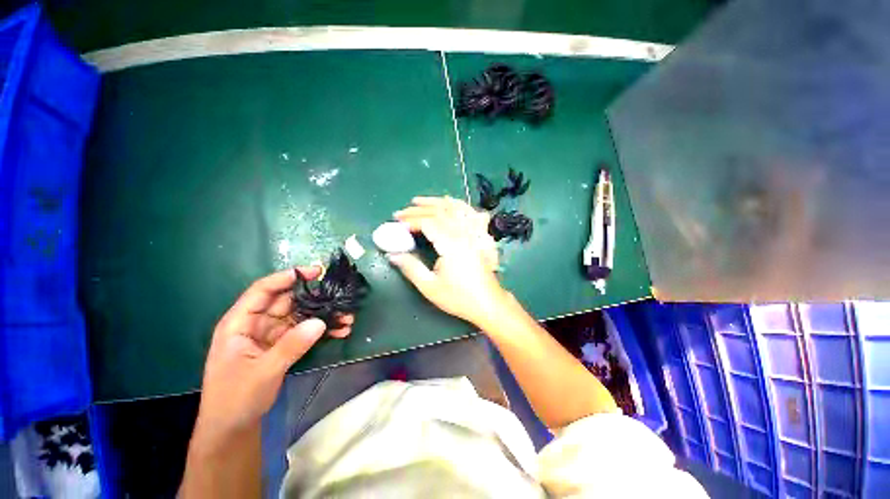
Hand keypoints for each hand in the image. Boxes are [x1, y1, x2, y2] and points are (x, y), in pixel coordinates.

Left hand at [194, 267, 353, 442]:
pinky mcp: (282, 345)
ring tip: (347, 318)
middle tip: (340, 297)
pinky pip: (305, 331)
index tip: (315, 272)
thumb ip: (291, 345)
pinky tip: (340, 331)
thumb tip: (321, 321)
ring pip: (300, 316)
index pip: (263, 290)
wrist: (233, 428)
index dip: (287, 277)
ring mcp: (271, 335)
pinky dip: (322, 331)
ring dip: (324, 316)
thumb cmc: (235, 398)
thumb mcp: (263, 372)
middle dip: (315, 299)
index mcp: (240, 323)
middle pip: (287, 302)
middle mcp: (256, 324)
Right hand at [390, 196, 508, 326]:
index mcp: (451, 244)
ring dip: (436, 202)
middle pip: (440, 212)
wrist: (487, 303)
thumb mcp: (430, 286)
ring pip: (455, 208)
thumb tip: (392, 255)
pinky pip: (469, 213)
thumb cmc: (458, 297)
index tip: (397, 222)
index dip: (411, 220)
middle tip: (401, 212)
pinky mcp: (479, 236)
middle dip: (418, 209)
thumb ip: (411, 268)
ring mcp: (474, 233)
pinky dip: (457, 205)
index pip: (428, 223)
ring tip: (420, 201)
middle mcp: (464, 233)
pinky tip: (450, 203)